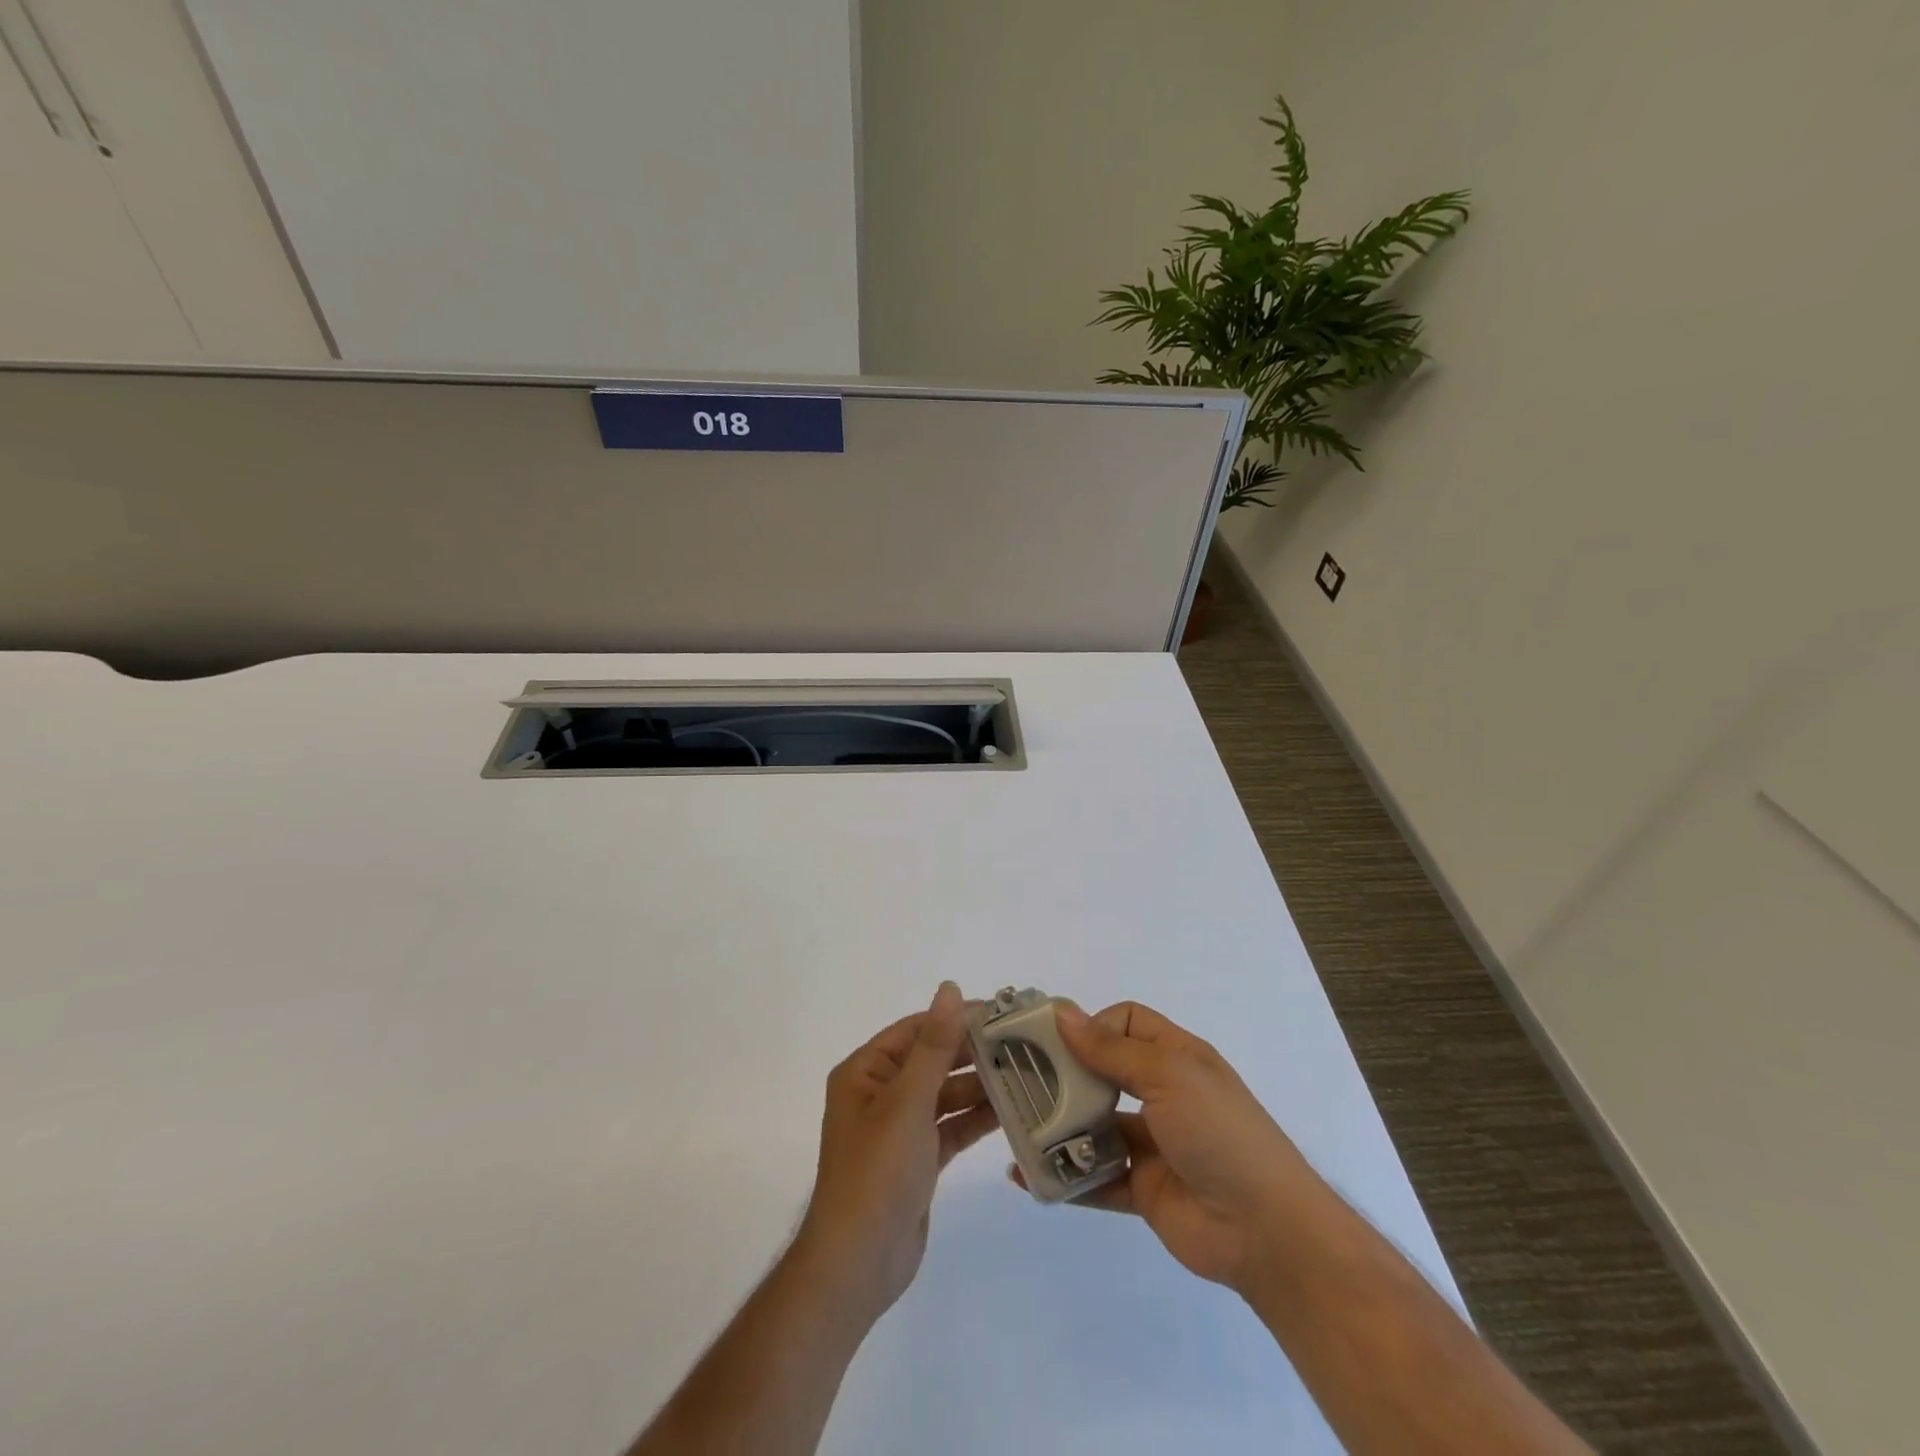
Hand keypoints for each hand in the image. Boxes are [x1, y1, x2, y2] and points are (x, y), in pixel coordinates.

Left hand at [792, 982, 999, 1324]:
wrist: (858, 1263)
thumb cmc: (877, 1170)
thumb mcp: (908, 1100)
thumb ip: (934, 1045)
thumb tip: (950, 989)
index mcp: (865, 1072)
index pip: (916, 1030)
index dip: (955, 1018)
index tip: (1000, 1012)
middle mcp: (879, 1093)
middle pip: (932, 1060)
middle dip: (972, 1053)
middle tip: (1023, 1044)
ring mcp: (898, 1128)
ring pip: (944, 1095)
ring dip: (978, 1087)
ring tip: (1026, 1075)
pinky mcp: (916, 1160)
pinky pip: (949, 1127)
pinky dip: (974, 1120)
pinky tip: (1010, 1112)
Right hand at [1033, 1000, 1314, 1294]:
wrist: (1267, 1230)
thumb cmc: (1219, 1131)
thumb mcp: (1168, 1075)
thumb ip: (1111, 1050)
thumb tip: (1064, 1014)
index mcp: (1175, 1056)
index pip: (1126, 1022)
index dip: (1093, 1026)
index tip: (1058, 1044)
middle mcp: (1162, 1093)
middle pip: (1104, 1071)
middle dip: (1065, 1075)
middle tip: (1021, 1082)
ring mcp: (1152, 1143)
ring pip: (1095, 1125)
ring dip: (1060, 1126)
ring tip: (1018, 1129)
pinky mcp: (1142, 1188)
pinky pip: (1096, 1177)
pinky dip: (1065, 1176)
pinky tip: (1030, 1177)